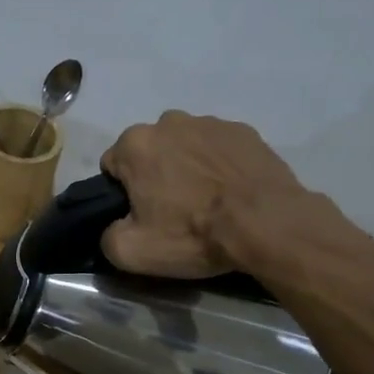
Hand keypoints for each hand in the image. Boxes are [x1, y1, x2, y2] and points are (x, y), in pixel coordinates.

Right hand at [99, 111, 308, 276]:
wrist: (267, 224)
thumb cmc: (192, 233)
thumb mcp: (131, 251)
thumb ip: (107, 235)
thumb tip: (113, 227)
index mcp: (135, 144)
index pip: (112, 166)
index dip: (122, 194)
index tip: (141, 215)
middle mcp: (169, 122)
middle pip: (149, 152)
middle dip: (155, 175)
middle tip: (174, 211)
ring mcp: (210, 123)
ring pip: (185, 147)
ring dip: (188, 168)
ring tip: (208, 202)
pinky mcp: (245, 132)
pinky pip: (219, 149)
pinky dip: (220, 166)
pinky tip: (232, 193)